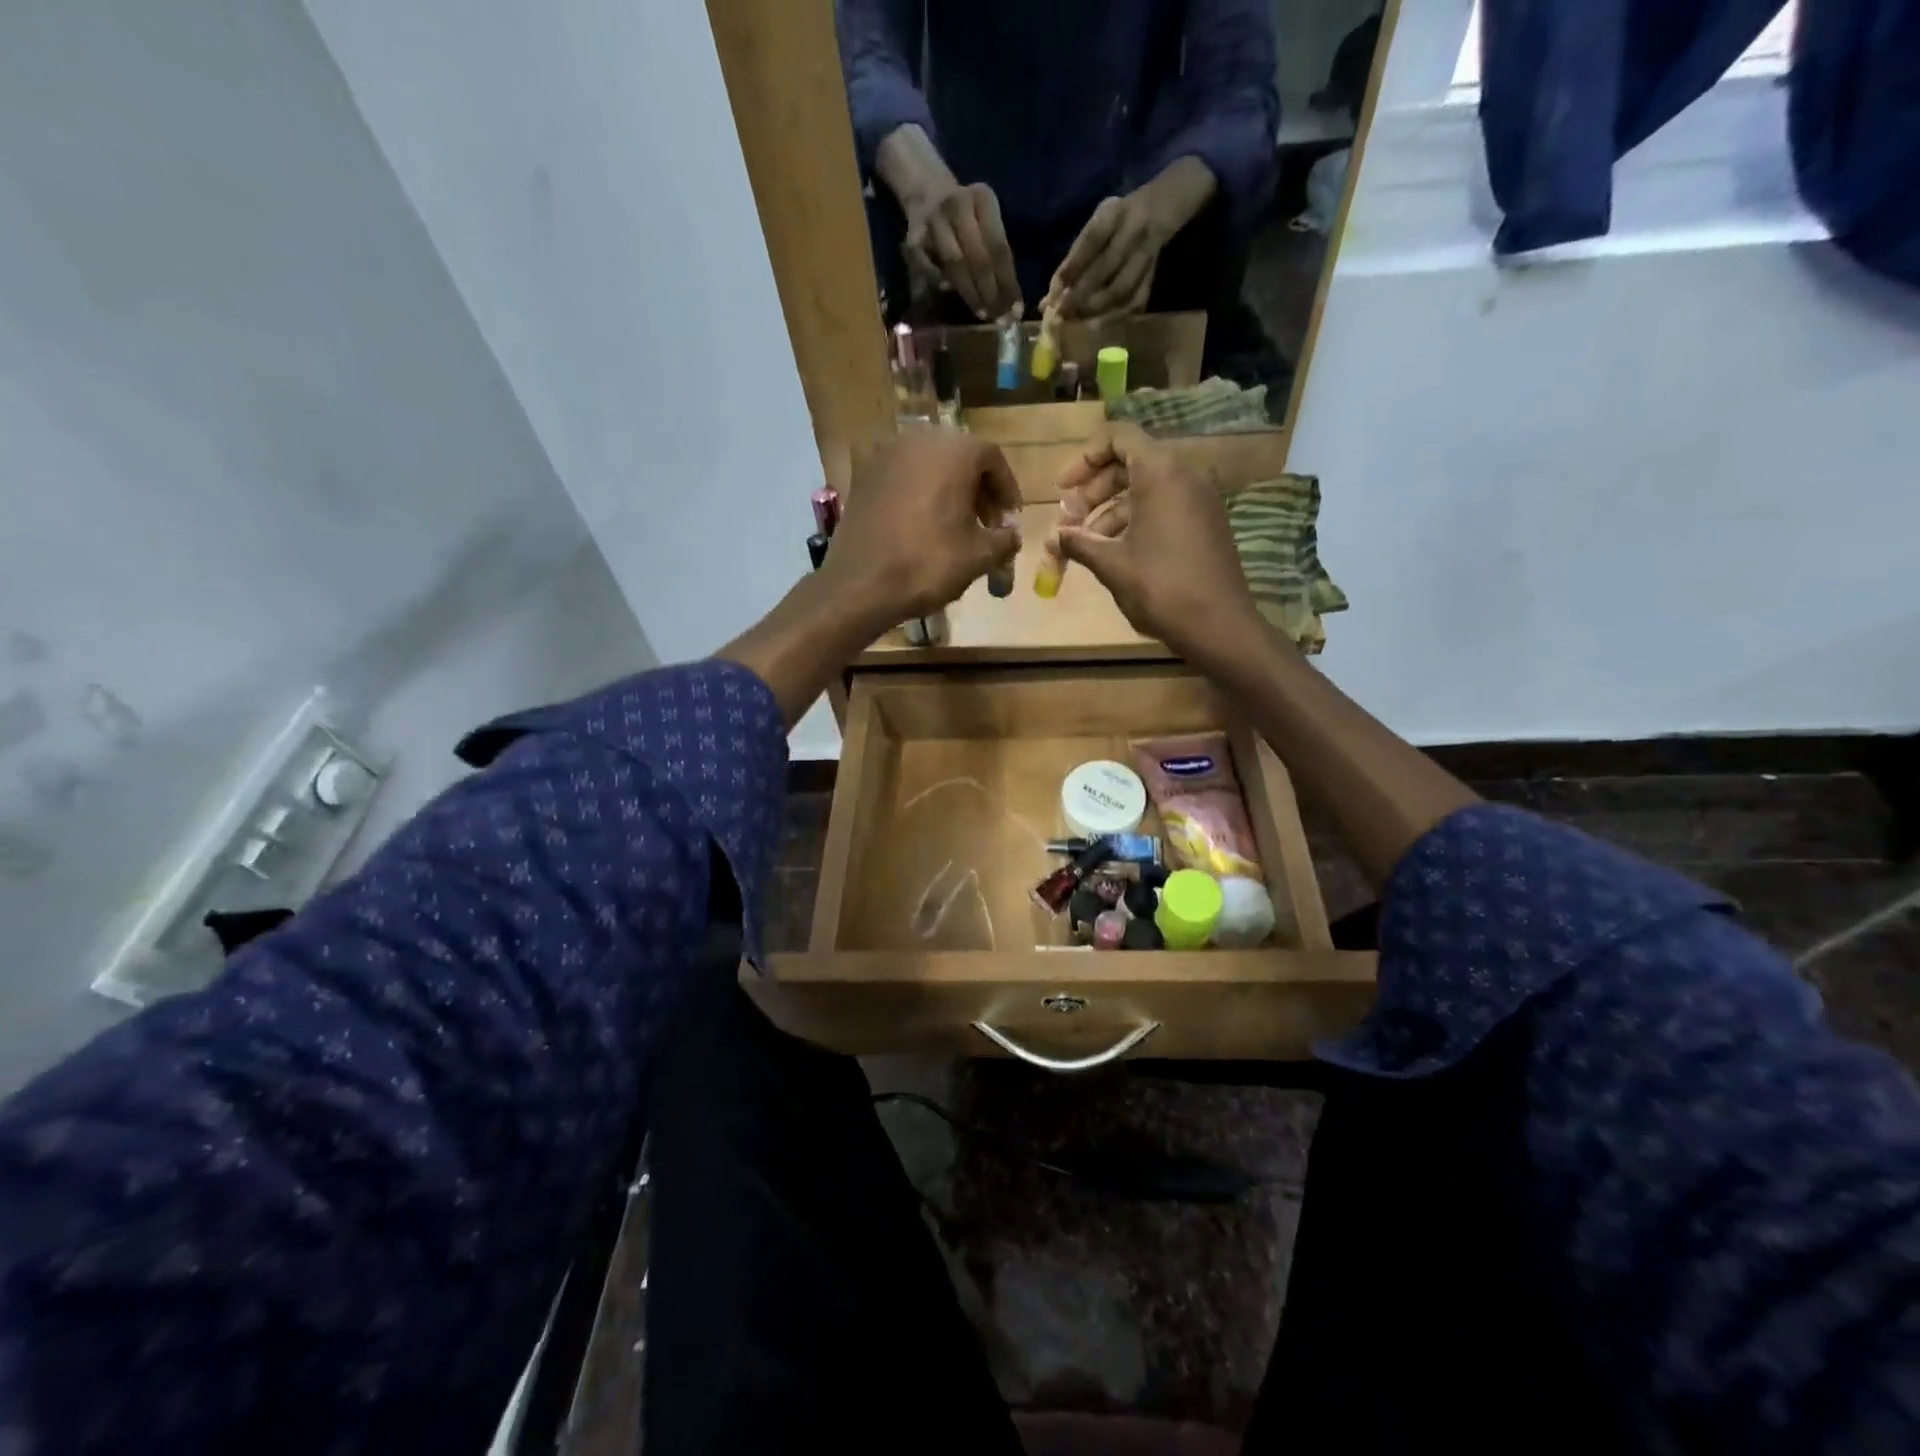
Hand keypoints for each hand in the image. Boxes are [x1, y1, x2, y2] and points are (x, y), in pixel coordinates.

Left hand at [824, 429, 1023, 622]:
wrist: (861, 585)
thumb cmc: (928, 564)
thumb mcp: (979, 556)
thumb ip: (1004, 539)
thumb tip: (1011, 535)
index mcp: (953, 450)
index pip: (992, 459)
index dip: (1006, 490)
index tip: (1011, 519)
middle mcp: (919, 440)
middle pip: (960, 457)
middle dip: (978, 489)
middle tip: (987, 523)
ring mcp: (886, 455)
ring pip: (931, 466)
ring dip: (949, 490)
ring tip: (957, 526)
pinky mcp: (864, 476)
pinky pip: (904, 478)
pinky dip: (921, 495)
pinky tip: (924, 526)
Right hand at [903, 179, 1021, 320]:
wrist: (927, 193)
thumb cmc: (967, 216)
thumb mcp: (987, 221)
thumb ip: (997, 253)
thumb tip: (1009, 302)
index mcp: (982, 198)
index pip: (999, 247)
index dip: (1008, 283)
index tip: (1016, 311)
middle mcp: (958, 205)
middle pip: (978, 257)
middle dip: (991, 293)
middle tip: (1000, 319)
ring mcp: (933, 221)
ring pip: (955, 264)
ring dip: (970, 294)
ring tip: (983, 313)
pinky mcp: (913, 238)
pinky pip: (930, 269)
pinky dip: (941, 283)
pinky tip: (950, 293)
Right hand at [1047, 424, 1260, 659]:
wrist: (1218, 625)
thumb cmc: (1160, 587)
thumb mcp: (1111, 564)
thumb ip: (1078, 543)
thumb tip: (1052, 538)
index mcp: (1161, 472)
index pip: (1118, 437)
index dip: (1084, 458)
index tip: (1063, 488)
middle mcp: (1184, 475)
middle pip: (1130, 462)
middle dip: (1093, 489)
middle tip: (1069, 520)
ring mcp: (1200, 498)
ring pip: (1146, 488)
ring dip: (1110, 510)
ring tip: (1085, 544)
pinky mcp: (1206, 522)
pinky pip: (1164, 506)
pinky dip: (1135, 519)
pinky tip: (1114, 552)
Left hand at [1048, 193, 1164, 318]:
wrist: (1158, 210)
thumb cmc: (1115, 223)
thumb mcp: (1095, 227)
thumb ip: (1073, 260)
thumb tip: (1047, 302)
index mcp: (1115, 213)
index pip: (1092, 240)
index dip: (1072, 268)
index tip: (1054, 293)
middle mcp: (1134, 230)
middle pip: (1106, 267)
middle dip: (1080, 295)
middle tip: (1062, 314)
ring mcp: (1147, 253)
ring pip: (1121, 289)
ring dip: (1096, 309)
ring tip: (1077, 320)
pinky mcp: (1153, 275)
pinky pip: (1134, 301)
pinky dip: (1114, 316)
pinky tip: (1099, 324)